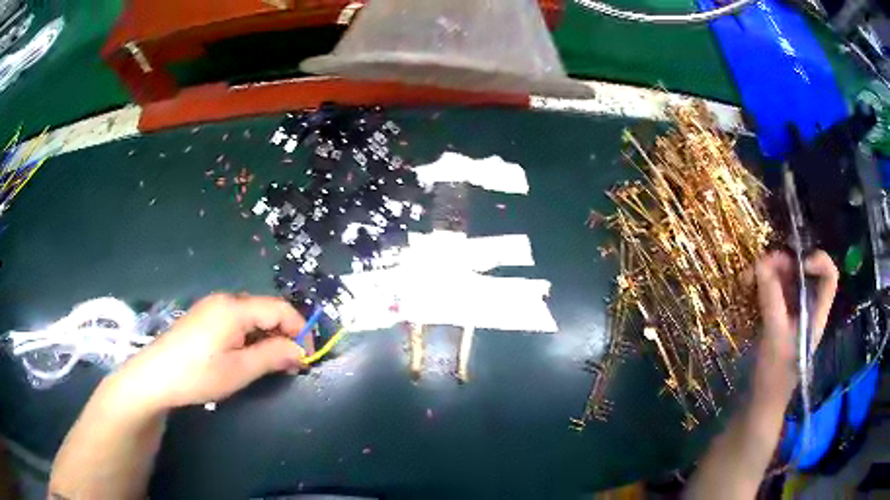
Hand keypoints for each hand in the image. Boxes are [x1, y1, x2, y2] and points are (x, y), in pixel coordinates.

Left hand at [106, 294, 311, 414]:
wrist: (155, 376)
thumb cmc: (198, 374)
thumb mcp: (239, 370)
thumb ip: (273, 356)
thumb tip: (300, 351)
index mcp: (235, 308)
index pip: (280, 309)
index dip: (300, 330)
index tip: (309, 356)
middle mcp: (225, 300)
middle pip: (266, 310)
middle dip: (285, 335)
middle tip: (292, 365)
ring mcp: (212, 307)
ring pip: (252, 316)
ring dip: (268, 337)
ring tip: (273, 364)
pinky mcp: (204, 317)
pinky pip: (237, 321)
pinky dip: (251, 337)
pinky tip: (248, 356)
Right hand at [753, 250, 838, 400]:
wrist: (757, 404)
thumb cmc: (773, 376)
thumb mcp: (774, 337)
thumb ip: (771, 298)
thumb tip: (761, 263)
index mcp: (816, 313)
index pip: (829, 276)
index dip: (817, 261)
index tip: (796, 265)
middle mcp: (806, 307)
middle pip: (802, 270)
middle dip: (781, 262)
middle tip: (758, 268)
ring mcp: (790, 312)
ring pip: (784, 277)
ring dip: (766, 271)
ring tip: (746, 279)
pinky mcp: (776, 316)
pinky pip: (771, 289)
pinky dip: (760, 283)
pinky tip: (746, 287)